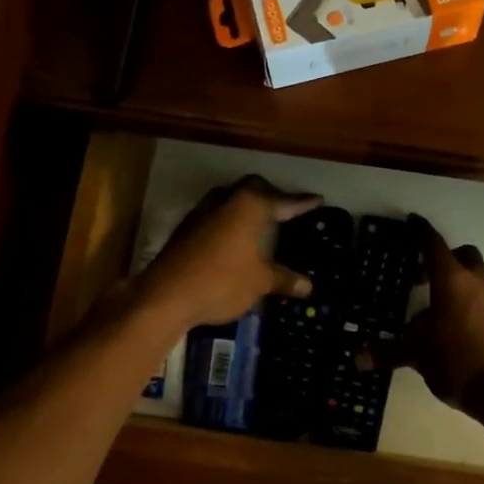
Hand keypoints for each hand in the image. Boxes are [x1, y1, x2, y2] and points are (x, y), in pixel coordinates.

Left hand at [137, 176, 322, 330]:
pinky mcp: (186, 228)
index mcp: (250, 206)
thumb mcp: (259, 283)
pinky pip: (215, 215)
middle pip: (252, 188)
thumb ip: (283, 279)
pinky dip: (229, 221)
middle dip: (271, 196)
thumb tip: (308, 285)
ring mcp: (202, 212)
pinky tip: (233, 239)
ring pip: (230, 199)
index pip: (283, 201)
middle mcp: (226, 200)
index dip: (302, 203)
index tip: (317, 199)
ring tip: (260, 222)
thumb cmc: (222, 282)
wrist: (166, 295)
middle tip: (285, 209)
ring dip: (245, 206)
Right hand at [380, 217, 483, 413]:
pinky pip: (480, 297)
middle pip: (461, 255)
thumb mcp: (416, 354)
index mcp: (451, 280)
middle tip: (420, 274)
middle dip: (442, 258)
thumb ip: (387, 352)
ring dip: (454, 281)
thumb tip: (357, 359)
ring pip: (473, 276)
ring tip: (430, 306)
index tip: (412, 221)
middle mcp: (475, 282)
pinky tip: (448, 326)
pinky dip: (465, 300)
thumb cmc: (456, 360)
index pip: (433, 245)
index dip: (420, 231)